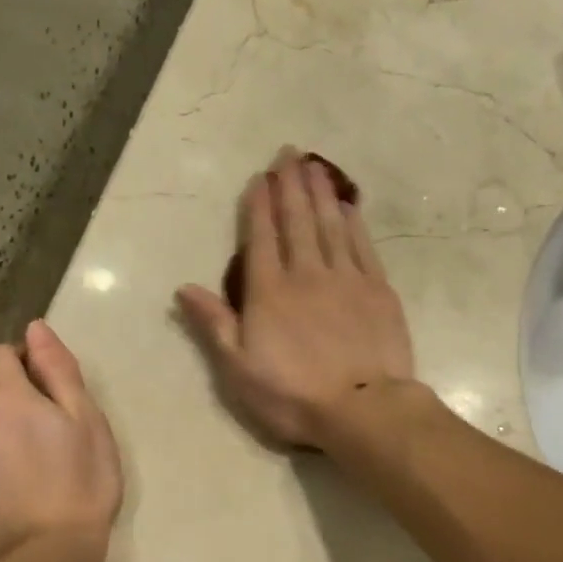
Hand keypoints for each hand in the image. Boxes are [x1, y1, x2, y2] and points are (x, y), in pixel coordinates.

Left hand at [0, 320, 122, 561]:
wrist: (44, 559)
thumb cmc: (80, 484)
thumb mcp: (87, 421)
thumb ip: (58, 370)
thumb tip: (34, 328)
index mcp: (6, 398)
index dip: (21, 364)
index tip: (45, 390)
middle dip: (9, 406)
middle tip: (43, 441)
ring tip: (22, 475)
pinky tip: (0, 498)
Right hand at [177, 148, 416, 447]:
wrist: (363, 408)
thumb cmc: (293, 395)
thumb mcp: (239, 369)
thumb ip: (214, 325)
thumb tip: (184, 288)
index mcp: (270, 293)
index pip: (261, 239)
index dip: (259, 206)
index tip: (260, 177)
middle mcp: (307, 274)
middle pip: (296, 221)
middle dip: (290, 185)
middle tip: (288, 152)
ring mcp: (346, 279)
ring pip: (330, 225)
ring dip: (320, 193)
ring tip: (314, 165)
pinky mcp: (378, 290)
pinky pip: (363, 246)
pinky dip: (354, 222)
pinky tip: (349, 206)